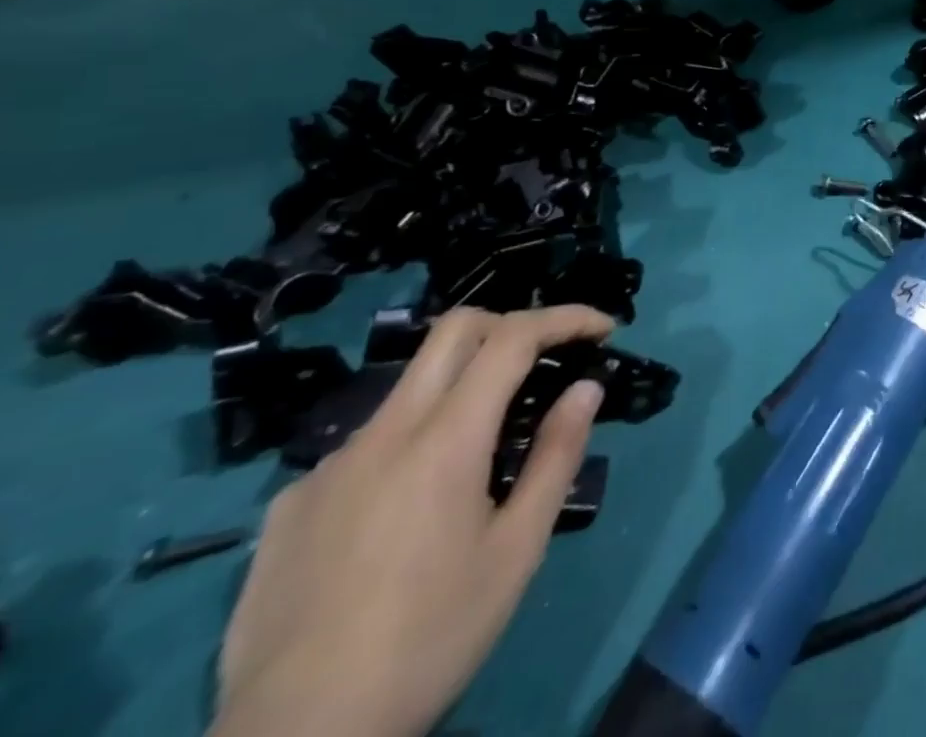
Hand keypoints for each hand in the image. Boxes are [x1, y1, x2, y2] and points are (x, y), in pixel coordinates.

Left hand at [212, 305, 615, 736]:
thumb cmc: (428, 639)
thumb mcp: (517, 550)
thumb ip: (556, 456)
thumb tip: (585, 388)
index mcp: (444, 439)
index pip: (512, 337)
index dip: (565, 317)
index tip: (602, 328)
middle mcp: (383, 433)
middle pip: (453, 330)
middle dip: (512, 324)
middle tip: (546, 358)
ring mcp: (328, 466)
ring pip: (408, 387)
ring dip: (460, 387)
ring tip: (482, 451)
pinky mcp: (291, 504)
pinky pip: (365, 445)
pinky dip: (408, 443)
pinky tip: (407, 509)